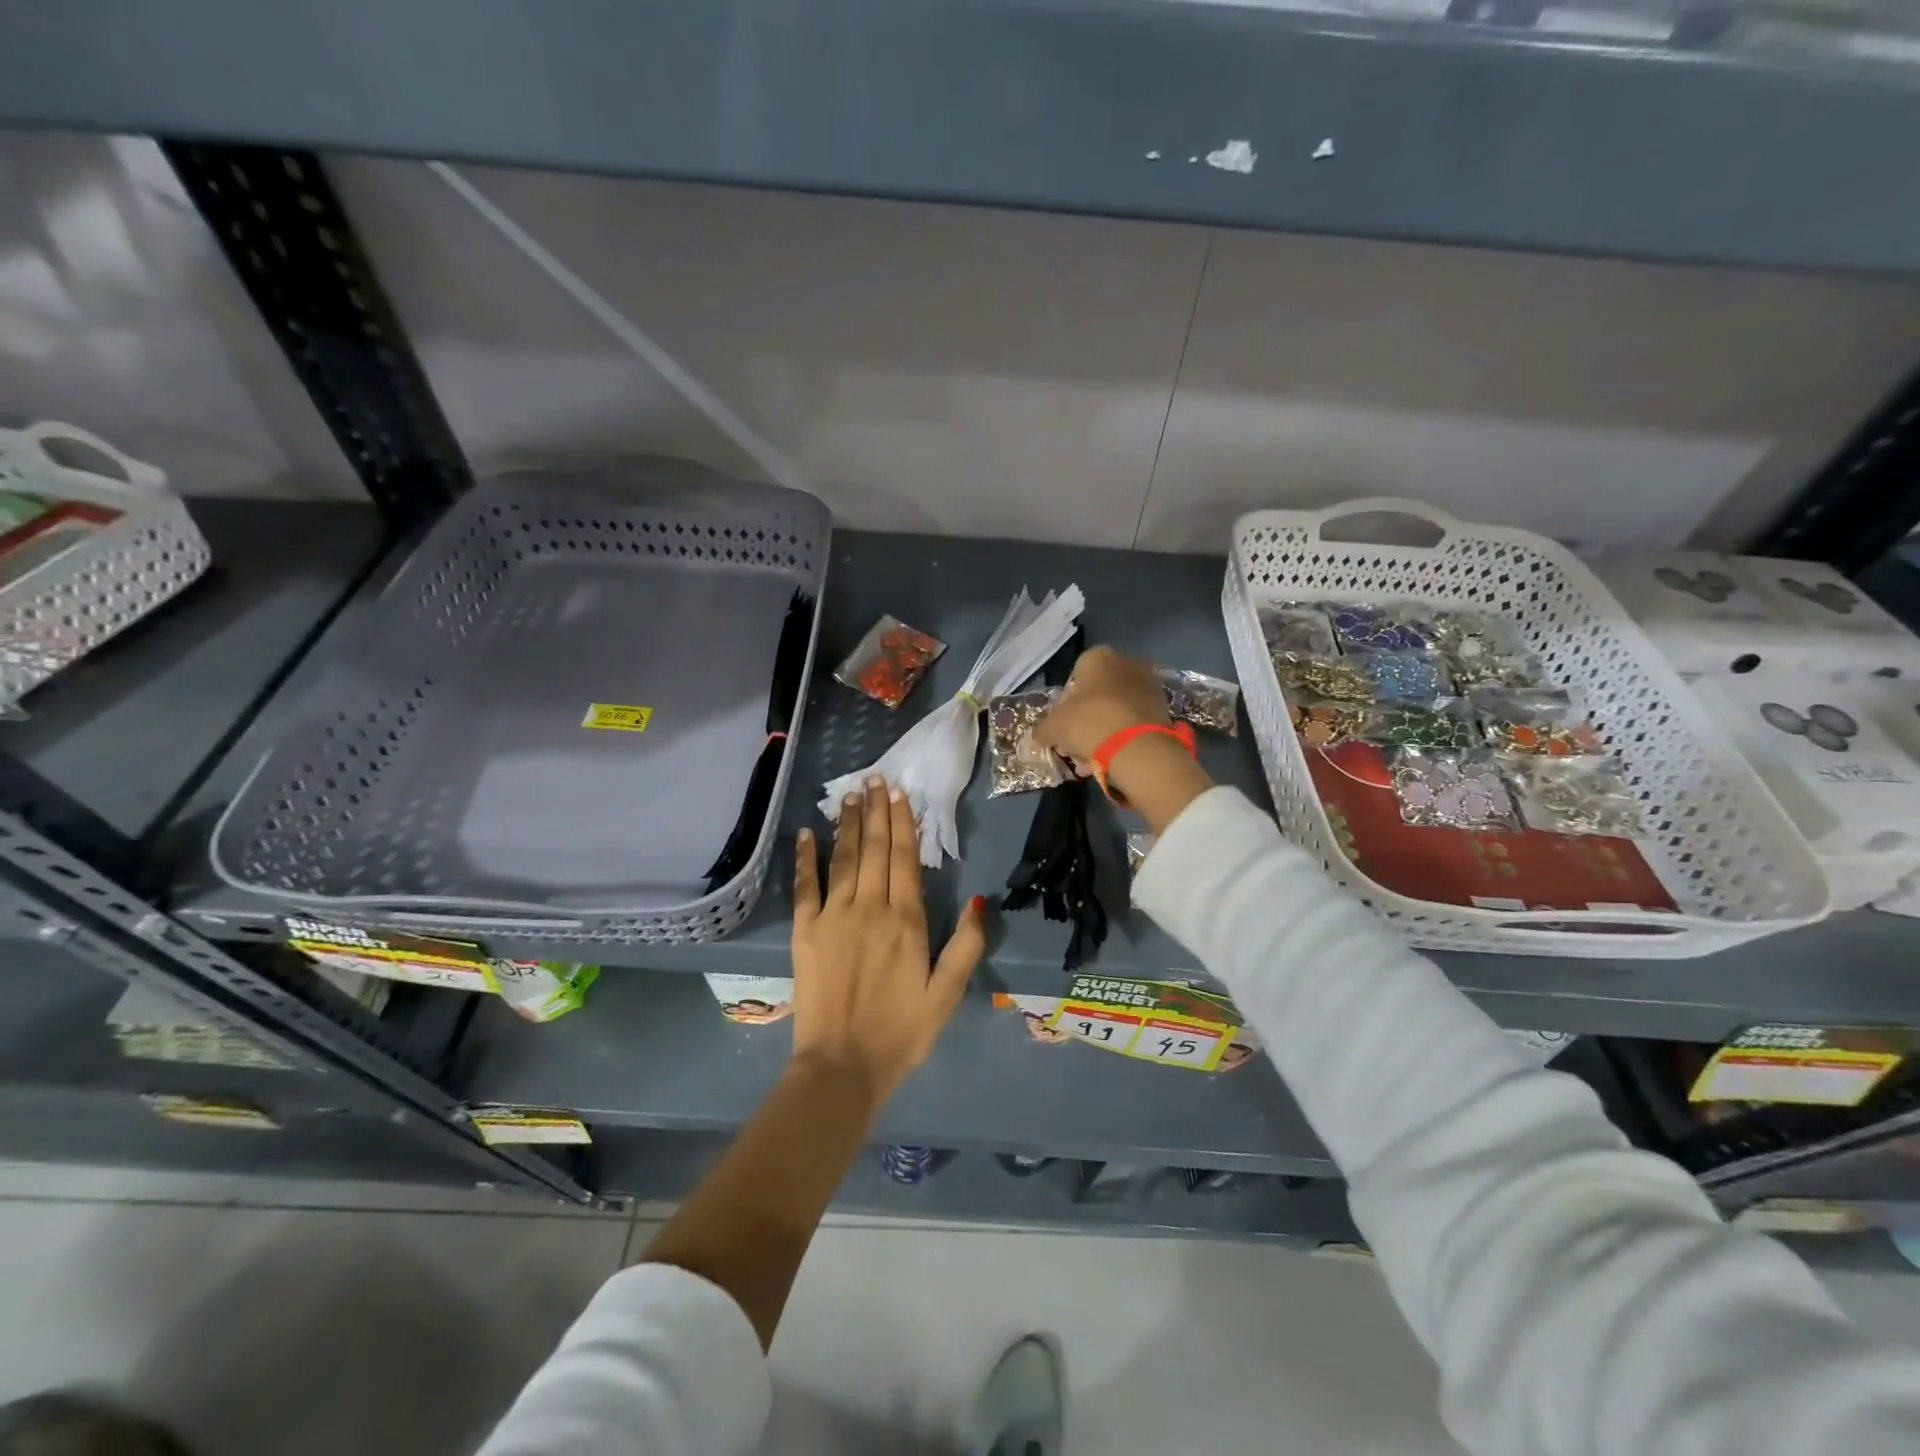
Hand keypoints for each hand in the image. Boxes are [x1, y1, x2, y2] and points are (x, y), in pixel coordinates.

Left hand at [790, 776, 986, 1111]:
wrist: (842, 1066)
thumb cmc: (901, 1032)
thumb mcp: (947, 994)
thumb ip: (966, 946)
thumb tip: (980, 900)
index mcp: (906, 920)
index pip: (905, 858)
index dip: (903, 822)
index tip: (899, 793)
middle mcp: (869, 908)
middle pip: (874, 849)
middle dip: (875, 811)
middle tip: (874, 779)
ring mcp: (833, 917)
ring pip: (843, 858)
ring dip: (847, 824)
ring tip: (850, 795)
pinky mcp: (805, 932)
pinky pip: (805, 886)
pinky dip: (805, 857)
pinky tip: (806, 833)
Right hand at [1033, 645, 1170, 770]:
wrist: (1138, 748)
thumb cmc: (1089, 723)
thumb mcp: (1054, 728)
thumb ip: (1043, 728)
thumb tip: (1040, 734)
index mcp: (1098, 657)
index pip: (1075, 675)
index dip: (1066, 702)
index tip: (1063, 725)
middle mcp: (1127, 662)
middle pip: (1099, 692)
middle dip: (1087, 716)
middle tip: (1077, 742)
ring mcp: (1150, 685)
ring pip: (1118, 708)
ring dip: (1105, 729)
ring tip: (1094, 757)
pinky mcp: (1165, 708)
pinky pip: (1136, 721)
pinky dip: (1125, 736)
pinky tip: (1114, 758)